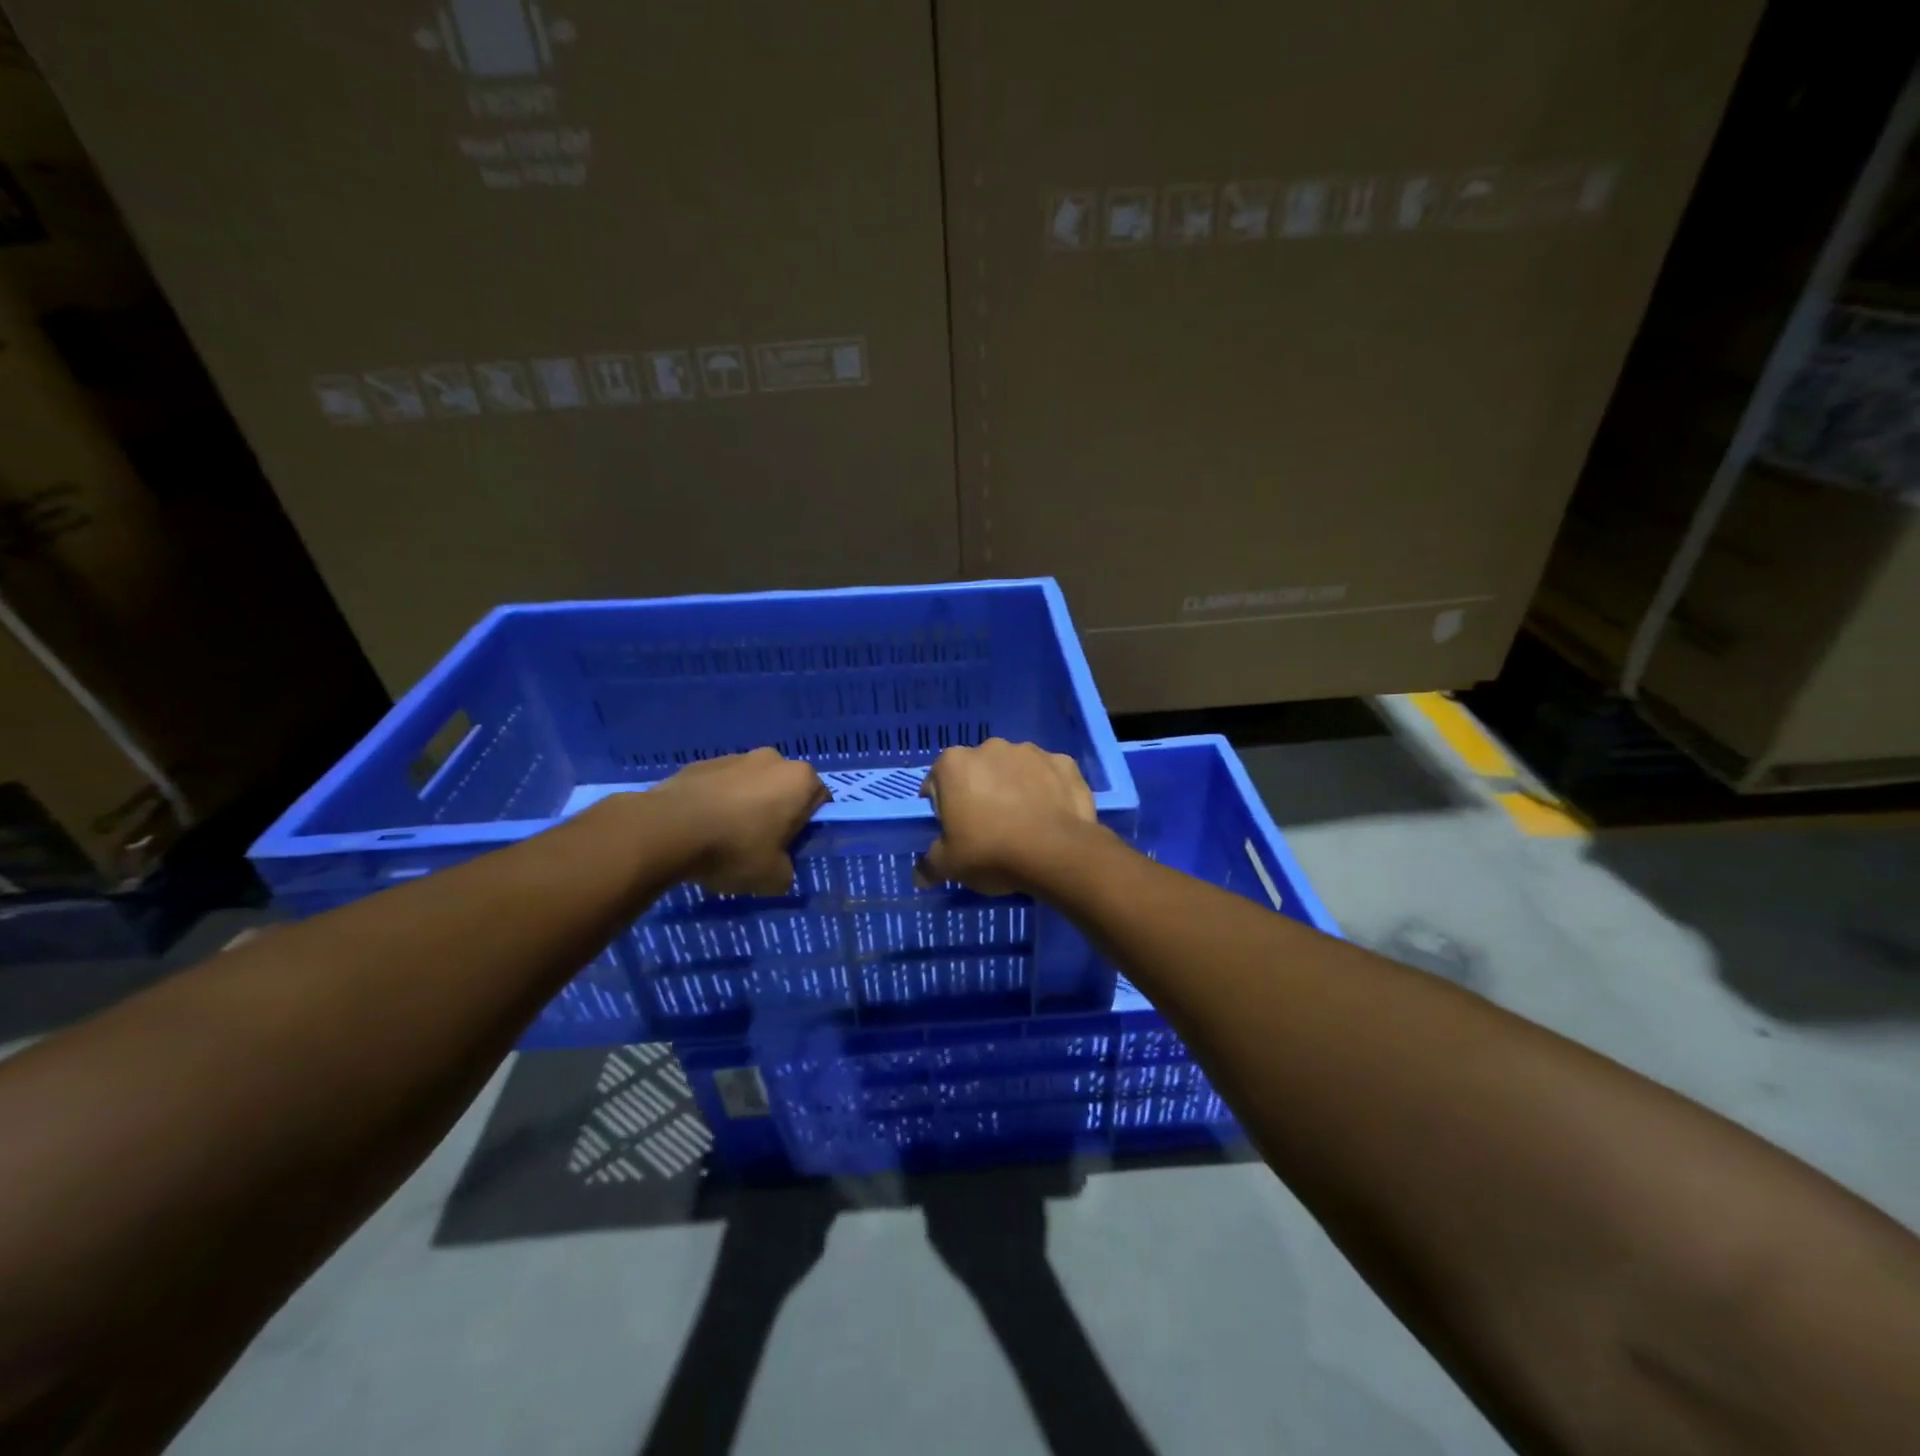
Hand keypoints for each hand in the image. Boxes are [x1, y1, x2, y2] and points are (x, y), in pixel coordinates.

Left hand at [651, 748, 828, 894]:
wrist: (668, 829)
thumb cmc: (735, 848)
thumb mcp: (773, 878)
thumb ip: (786, 872)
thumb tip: (780, 870)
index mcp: (800, 779)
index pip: (819, 801)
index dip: (807, 827)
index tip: (790, 848)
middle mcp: (772, 759)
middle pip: (783, 789)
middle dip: (775, 812)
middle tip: (759, 845)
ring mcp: (734, 757)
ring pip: (750, 785)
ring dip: (744, 806)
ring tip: (723, 840)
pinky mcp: (700, 763)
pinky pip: (719, 786)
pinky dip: (716, 803)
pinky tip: (700, 830)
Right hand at [917, 738, 1101, 895]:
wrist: (1056, 852)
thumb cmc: (991, 852)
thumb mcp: (949, 865)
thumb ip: (929, 864)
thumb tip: (920, 874)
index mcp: (954, 764)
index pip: (937, 782)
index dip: (943, 807)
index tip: (954, 829)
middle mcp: (990, 747)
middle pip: (977, 771)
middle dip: (980, 791)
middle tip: (989, 827)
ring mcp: (1030, 751)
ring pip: (1014, 769)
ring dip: (1014, 786)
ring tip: (1024, 822)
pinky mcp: (1064, 762)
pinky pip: (1048, 775)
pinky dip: (1047, 788)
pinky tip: (1050, 815)